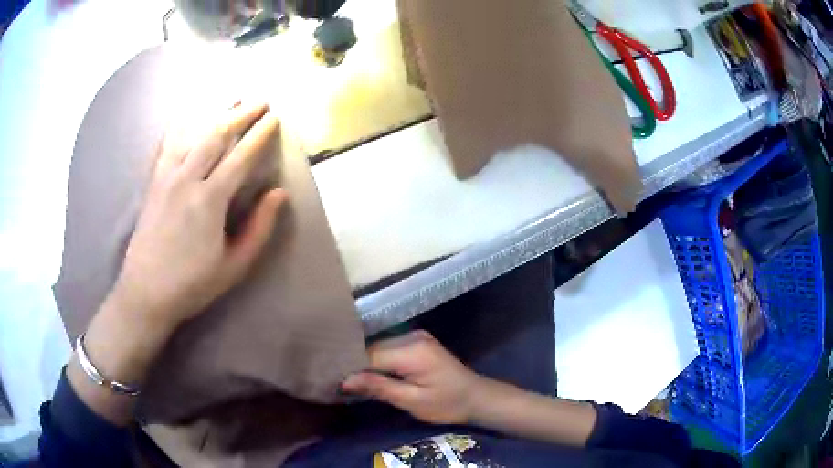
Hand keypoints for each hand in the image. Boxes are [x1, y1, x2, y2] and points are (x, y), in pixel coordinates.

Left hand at [111, 102, 287, 330]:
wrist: (145, 292)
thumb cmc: (192, 284)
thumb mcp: (234, 266)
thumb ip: (259, 229)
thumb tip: (278, 193)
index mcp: (209, 201)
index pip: (240, 157)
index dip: (259, 135)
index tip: (274, 117)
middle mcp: (187, 179)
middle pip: (216, 135)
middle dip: (241, 114)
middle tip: (260, 101)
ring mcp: (166, 177)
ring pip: (193, 133)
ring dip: (215, 113)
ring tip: (232, 99)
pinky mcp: (153, 182)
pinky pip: (168, 144)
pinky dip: (180, 125)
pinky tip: (187, 114)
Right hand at [342, 330, 483, 424]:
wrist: (476, 397)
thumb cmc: (447, 404)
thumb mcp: (412, 401)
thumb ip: (379, 387)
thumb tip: (345, 380)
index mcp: (411, 351)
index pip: (369, 354)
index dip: (350, 367)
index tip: (331, 379)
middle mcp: (411, 336)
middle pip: (372, 348)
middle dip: (355, 364)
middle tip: (336, 381)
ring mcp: (415, 336)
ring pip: (378, 346)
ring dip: (364, 362)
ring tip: (348, 377)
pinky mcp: (417, 341)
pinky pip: (388, 348)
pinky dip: (377, 360)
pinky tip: (368, 372)